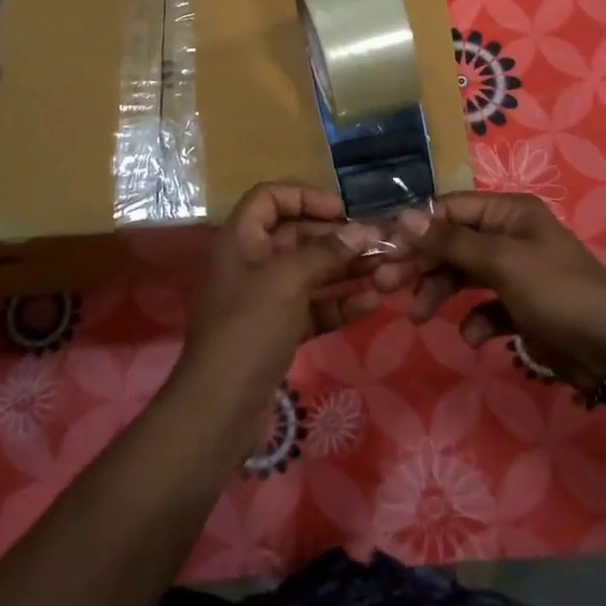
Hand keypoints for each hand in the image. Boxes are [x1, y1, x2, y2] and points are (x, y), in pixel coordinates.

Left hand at [173, 183, 379, 445]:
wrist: (219, 408)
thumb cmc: (248, 329)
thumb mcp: (287, 281)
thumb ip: (326, 252)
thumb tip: (363, 231)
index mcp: (241, 240)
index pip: (269, 197)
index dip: (304, 197)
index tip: (342, 211)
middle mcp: (251, 263)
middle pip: (296, 236)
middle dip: (337, 238)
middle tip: (379, 244)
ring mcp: (265, 299)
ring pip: (310, 273)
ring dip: (345, 270)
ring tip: (386, 271)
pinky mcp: (278, 331)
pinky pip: (313, 307)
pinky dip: (338, 304)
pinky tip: (370, 305)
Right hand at [375, 192, 605, 390]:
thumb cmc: (557, 292)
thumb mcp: (502, 262)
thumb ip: (450, 241)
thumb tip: (402, 216)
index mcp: (508, 213)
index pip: (449, 210)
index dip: (415, 229)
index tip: (382, 251)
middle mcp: (508, 236)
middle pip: (450, 243)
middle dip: (420, 264)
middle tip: (384, 286)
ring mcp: (514, 272)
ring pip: (461, 275)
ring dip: (438, 292)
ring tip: (418, 317)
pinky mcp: (519, 307)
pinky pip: (483, 306)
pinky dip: (474, 320)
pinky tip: (474, 336)